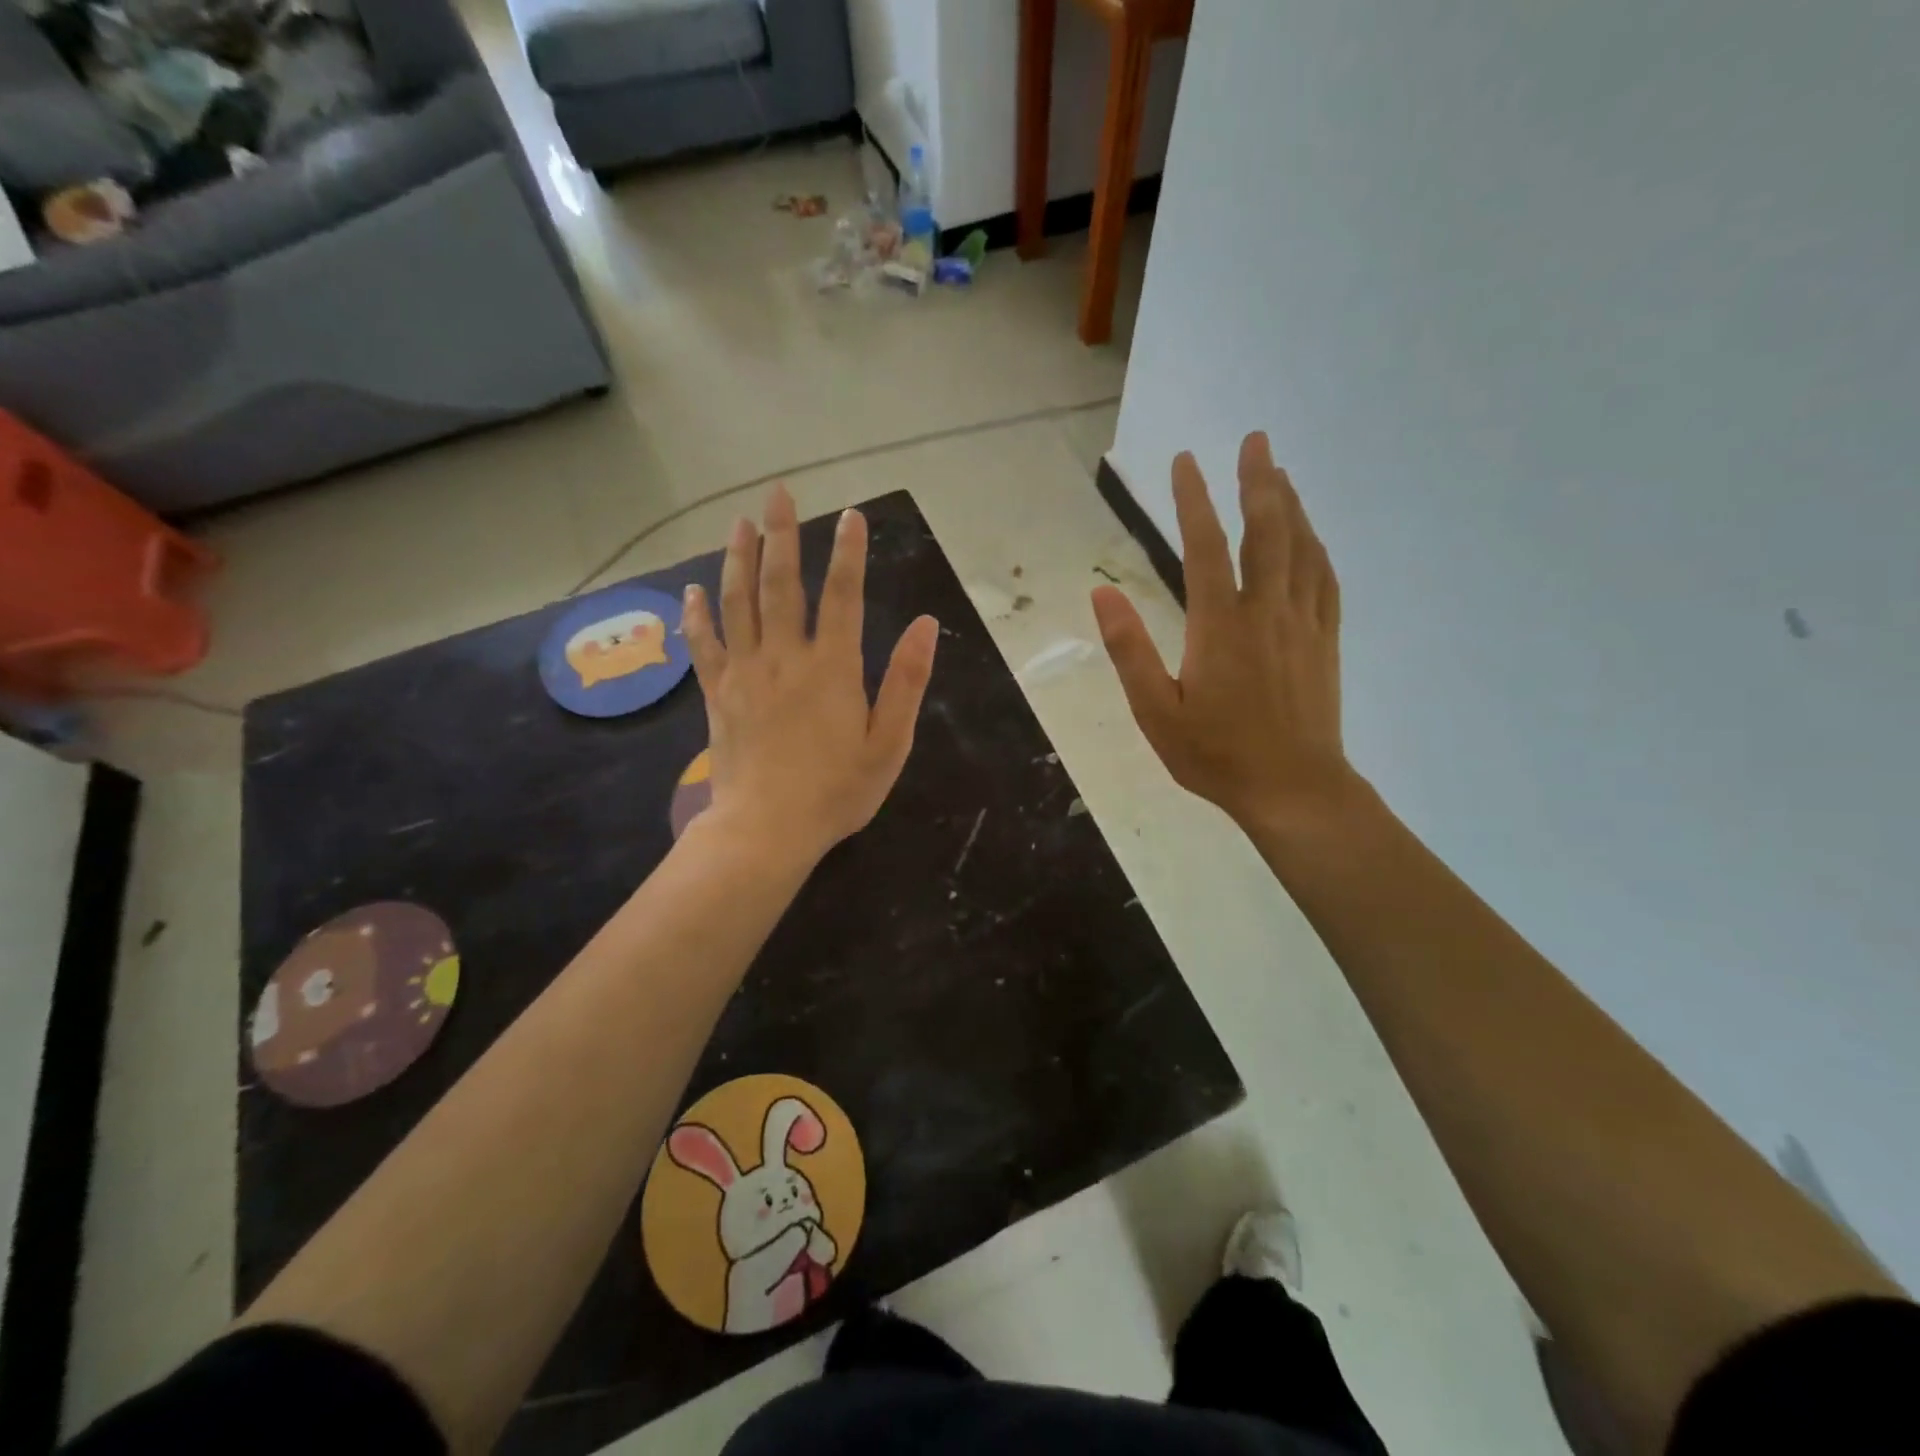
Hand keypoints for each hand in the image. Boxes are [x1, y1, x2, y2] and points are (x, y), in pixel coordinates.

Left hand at [682, 485, 938, 866]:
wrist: (766, 830)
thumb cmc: (837, 792)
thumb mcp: (889, 744)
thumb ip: (907, 682)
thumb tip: (927, 625)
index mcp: (832, 668)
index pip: (843, 595)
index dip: (849, 552)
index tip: (851, 514)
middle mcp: (785, 658)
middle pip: (780, 584)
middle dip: (781, 534)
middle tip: (777, 493)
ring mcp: (745, 673)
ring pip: (738, 602)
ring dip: (738, 558)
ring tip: (739, 523)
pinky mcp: (718, 693)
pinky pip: (703, 644)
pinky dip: (697, 614)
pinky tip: (692, 590)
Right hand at [1091, 433, 1356, 833]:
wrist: (1293, 789)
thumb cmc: (1215, 755)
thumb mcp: (1155, 711)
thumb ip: (1129, 650)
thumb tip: (1101, 594)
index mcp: (1220, 625)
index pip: (1205, 547)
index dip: (1193, 500)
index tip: (1184, 461)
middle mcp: (1266, 611)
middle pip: (1267, 531)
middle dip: (1259, 481)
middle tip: (1256, 439)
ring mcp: (1302, 624)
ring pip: (1301, 548)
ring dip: (1291, 505)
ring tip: (1280, 472)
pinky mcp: (1324, 641)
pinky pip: (1324, 580)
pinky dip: (1316, 548)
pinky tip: (1311, 536)